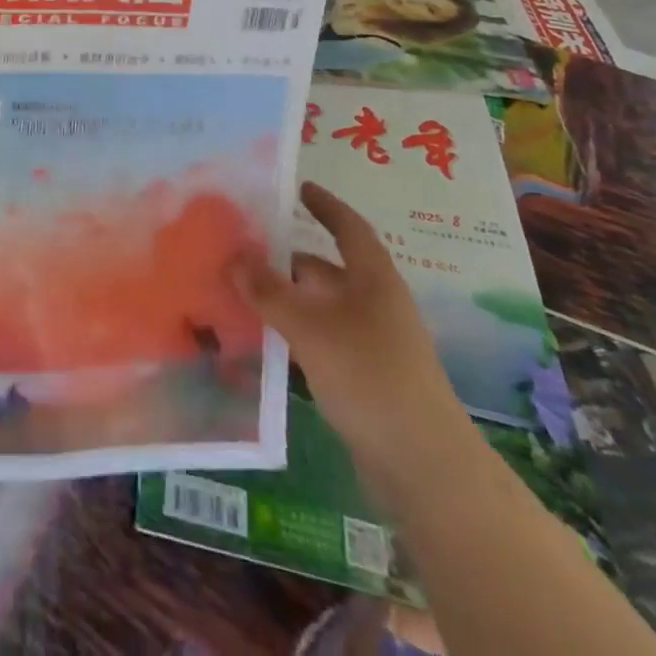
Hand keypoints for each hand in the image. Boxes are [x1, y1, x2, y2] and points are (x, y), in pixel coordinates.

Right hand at [231, 183, 476, 506]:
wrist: (423, 467)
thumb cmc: (370, 376)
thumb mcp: (311, 328)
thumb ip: (269, 291)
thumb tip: (232, 256)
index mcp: (373, 280)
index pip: (349, 228)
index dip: (325, 205)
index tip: (297, 187)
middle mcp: (373, 304)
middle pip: (324, 269)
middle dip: (284, 259)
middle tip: (238, 249)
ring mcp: (368, 343)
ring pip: (317, 307)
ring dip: (282, 299)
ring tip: (236, 291)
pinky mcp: (360, 377)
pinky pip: (317, 340)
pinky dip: (290, 333)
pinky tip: (258, 340)